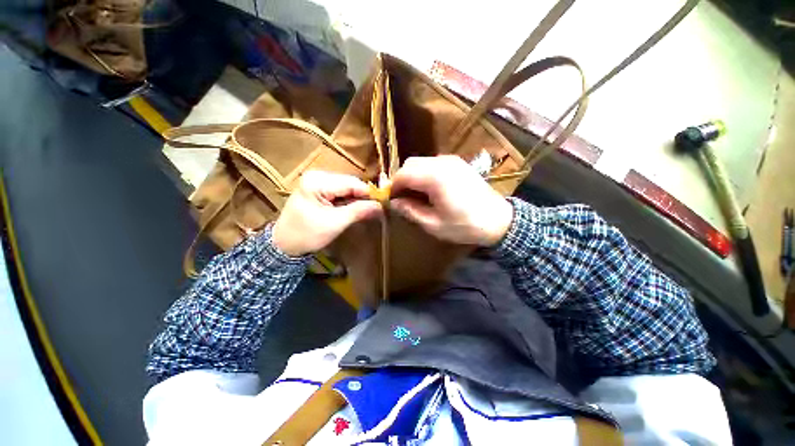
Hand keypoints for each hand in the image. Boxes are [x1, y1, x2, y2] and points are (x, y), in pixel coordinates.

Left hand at [272, 171, 381, 256]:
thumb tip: (381, 206)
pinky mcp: (318, 189)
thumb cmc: (307, 235)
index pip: (351, 183)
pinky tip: (350, 210)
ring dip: (356, 200)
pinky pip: (340, 192)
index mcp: (317, 181)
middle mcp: (316, 176)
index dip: (369, 193)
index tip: (383, 204)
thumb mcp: (335, 223)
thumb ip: (359, 211)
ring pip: (346, 188)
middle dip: (362, 197)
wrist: (284, 245)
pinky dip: (348, 201)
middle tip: (374, 210)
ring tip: (363, 212)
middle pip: (349, 184)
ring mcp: (316, 181)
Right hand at [390, 156, 512, 245]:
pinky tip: (428, 189)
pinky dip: (423, 173)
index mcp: (435, 177)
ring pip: (420, 162)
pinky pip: (432, 163)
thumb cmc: (465, 226)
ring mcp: (451, 160)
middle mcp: (441, 162)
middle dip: (401, 179)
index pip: (403, 174)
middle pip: (410, 164)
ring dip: (412, 176)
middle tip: (401, 198)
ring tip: (414, 194)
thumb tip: (394, 203)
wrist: (498, 220)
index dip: (392, 187)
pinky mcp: (457, 163)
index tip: (390, 200)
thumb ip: (410, 210)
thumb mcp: (433, 224)